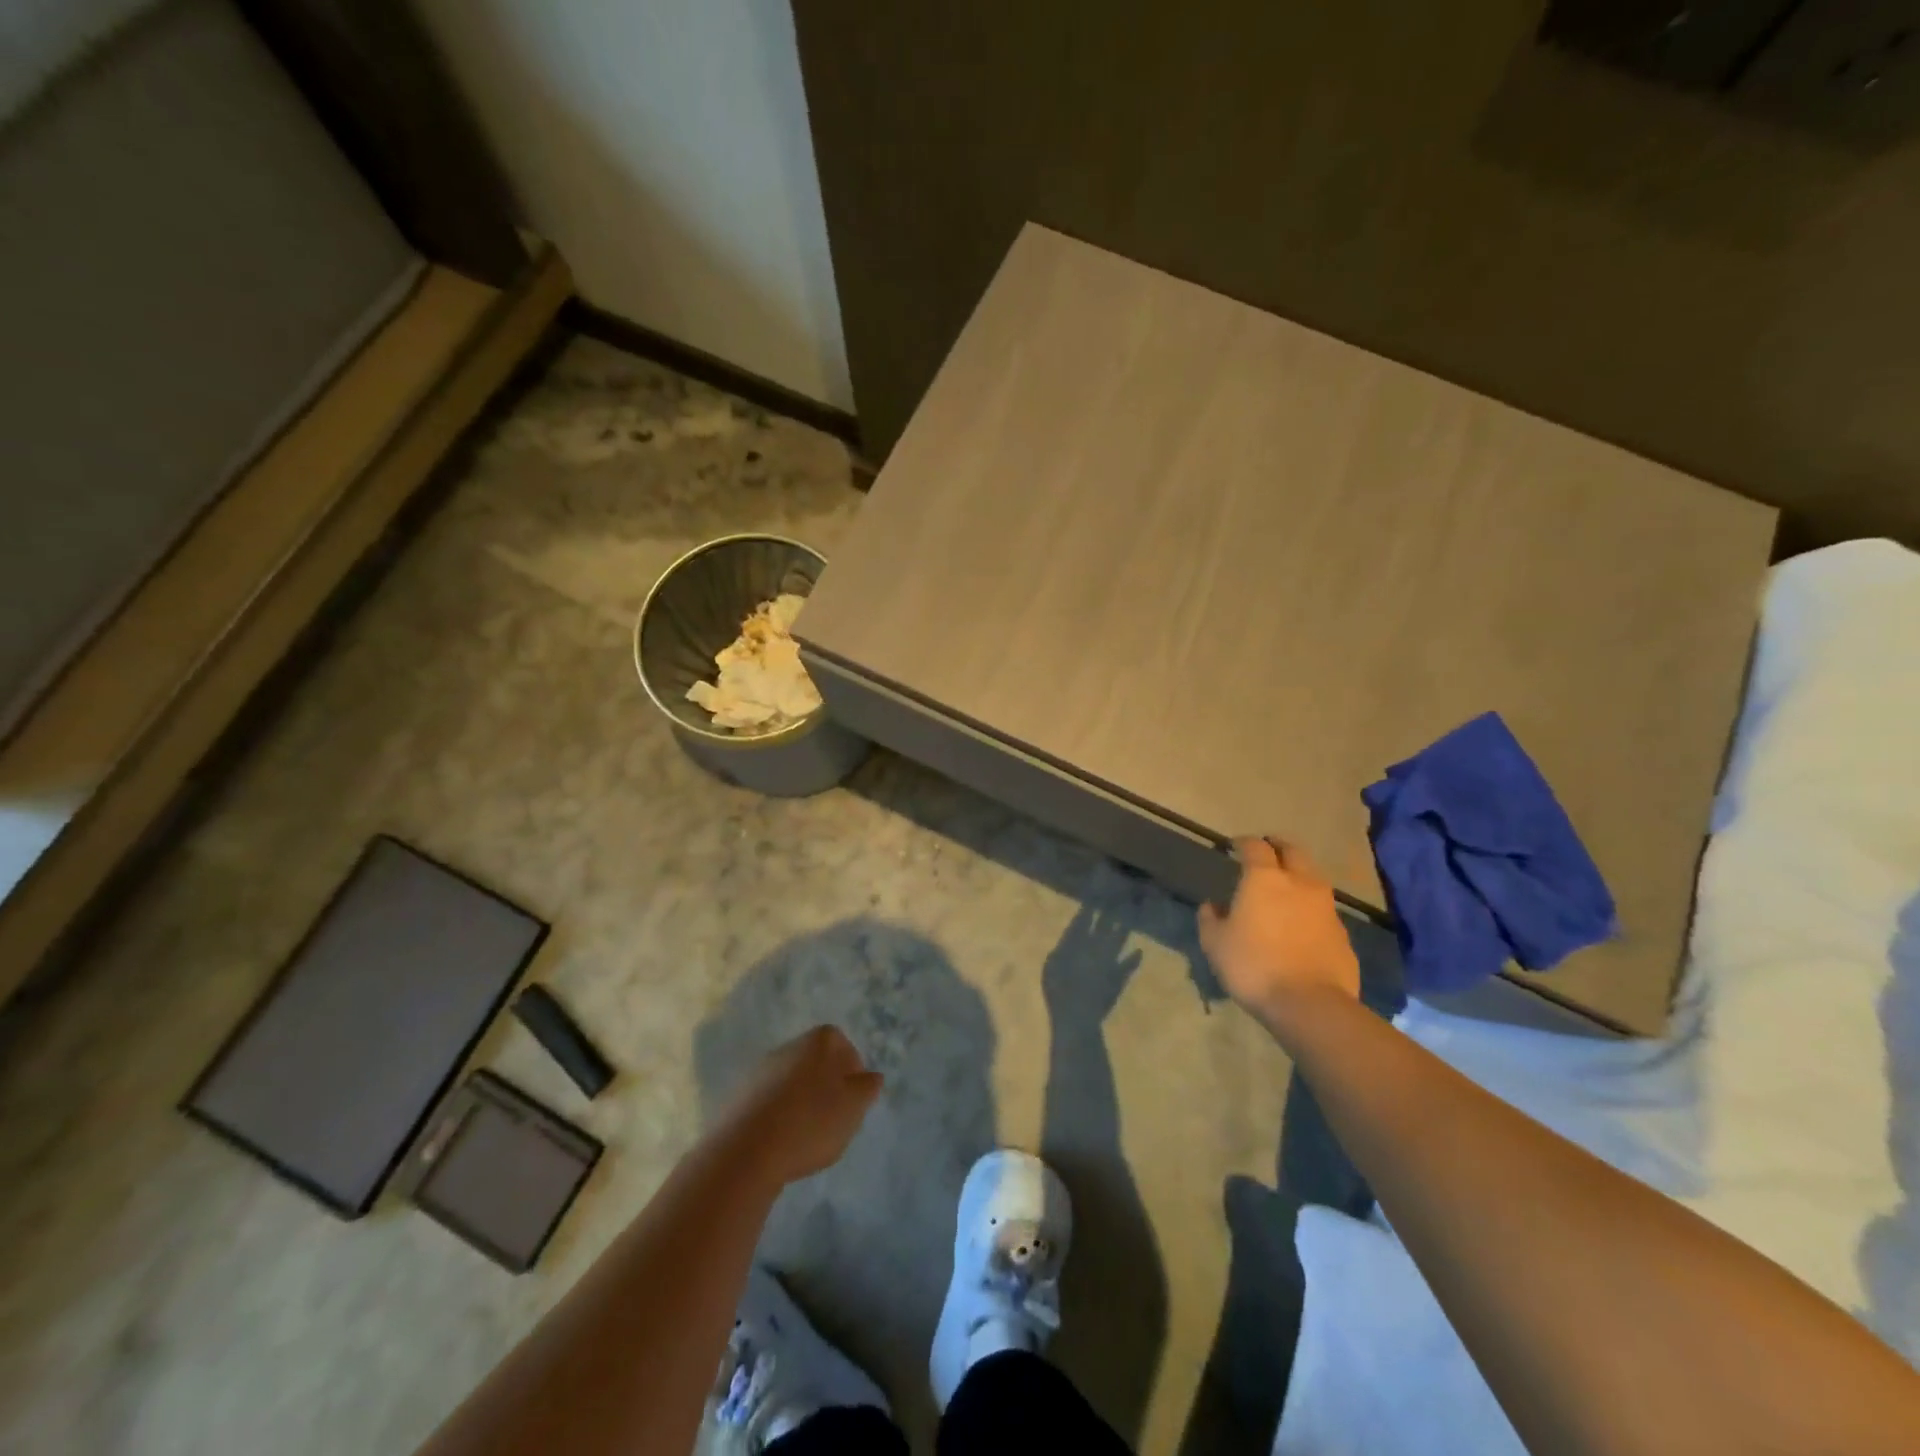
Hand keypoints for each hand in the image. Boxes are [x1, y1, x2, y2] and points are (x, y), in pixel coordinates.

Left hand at [717, 1026, 882, 1186]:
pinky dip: (779, 1115)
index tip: (854, 1097)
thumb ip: (867, 1088)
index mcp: (818, 1042)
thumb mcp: (854, 1107)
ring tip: (807, 1135)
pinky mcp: (739, 1097)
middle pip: (815, 1060)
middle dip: (826, 1084)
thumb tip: (870, 1077)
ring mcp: (760, 1070)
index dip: (851, 1068)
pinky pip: (769, 1101)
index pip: (841, 1042)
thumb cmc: (810, 1123)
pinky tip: (782, 1141)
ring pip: (791, 1081)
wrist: (746, 1151)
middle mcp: (788, 1047)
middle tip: (834, 1117)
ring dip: (801, 1101)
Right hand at [1041, 905, 1142, 1022]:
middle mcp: (1095, 947)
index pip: (1083, 921)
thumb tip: (1067, 941)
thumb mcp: (1050, 969)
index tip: (1095, 895)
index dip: (1089, 908)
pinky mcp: (1118, 976)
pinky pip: (1128, 965)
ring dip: (1123, 928)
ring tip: (1128, 917)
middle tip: (1116, 896)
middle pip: (1104, 925)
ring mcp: (1110, 961)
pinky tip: (1139, 951)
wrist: (1078, 1015)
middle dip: (1109, 910)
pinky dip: (1134, 958)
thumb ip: (1059, 952)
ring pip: (1118, 940)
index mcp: (1076, 944)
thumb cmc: (1057, 992)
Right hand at [1198, 839, 1359, 1025]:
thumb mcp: (1215, 944)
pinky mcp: (1343, 934)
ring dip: (1299, 875)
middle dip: (1279, 847)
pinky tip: (1301, 924)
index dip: (1244, 842)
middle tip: (1267, 852)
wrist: (1311, 1004)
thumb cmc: (1254, 966)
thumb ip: (1210, 919)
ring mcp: (1326, 908)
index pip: (1255, 847)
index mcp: (1265, 879)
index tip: (1235, 845)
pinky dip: (1311, 908)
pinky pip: (1324, 910)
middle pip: (1293, 851)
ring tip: (1286, 887)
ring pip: (1313, 878)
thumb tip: (1212, 906)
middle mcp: (1299, 883)